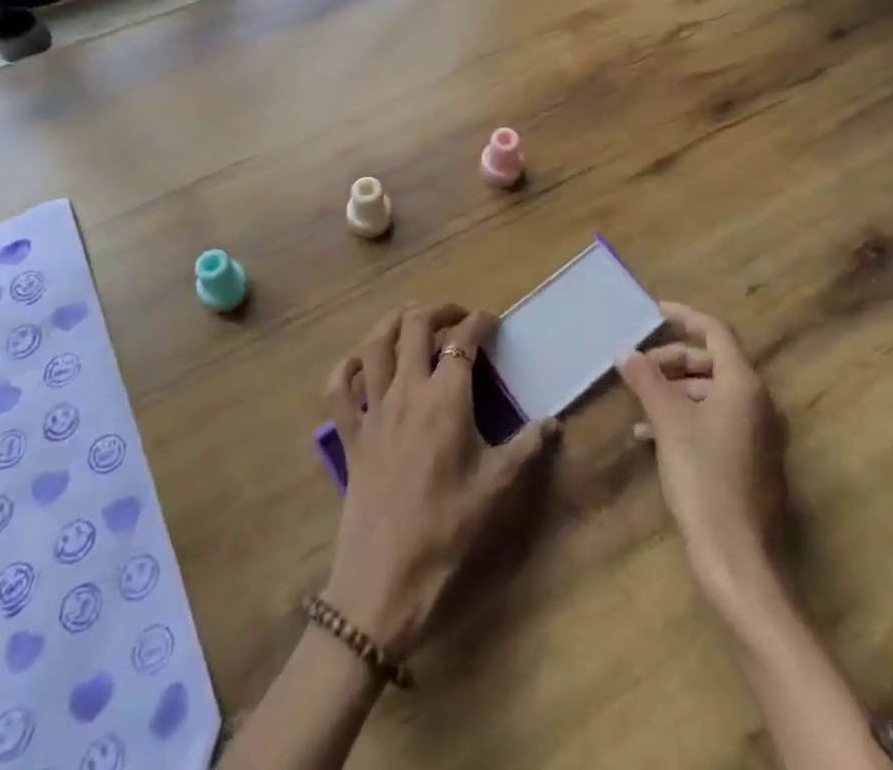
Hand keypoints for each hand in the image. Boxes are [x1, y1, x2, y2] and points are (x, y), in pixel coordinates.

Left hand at [323, 304, 557, 656]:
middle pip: (414, 326)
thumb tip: (553, 423)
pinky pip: (339, 387)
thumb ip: (527, 449)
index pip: (463, 340)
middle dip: (437, 310)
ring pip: (374, 345)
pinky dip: (348, 366)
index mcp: (446, 398)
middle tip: (455, 315)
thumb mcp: (497, 489)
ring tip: (410, 318)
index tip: (492, 323)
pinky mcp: (349, 434)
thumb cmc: (447, 531)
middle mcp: (406, 391)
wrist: (384, 580)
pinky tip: (360, 363)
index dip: (479, 322)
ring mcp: (372, 410)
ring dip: (392, 322)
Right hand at [617, 301, 787, 608]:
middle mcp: (757, 403)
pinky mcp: (749, 461)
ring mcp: (756, 434)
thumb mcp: (669, 423)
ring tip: (639, 402)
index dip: (685, 317)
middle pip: (712, 362)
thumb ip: (647, 381)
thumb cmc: (704, 479)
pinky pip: (715, 421)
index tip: (654, 311)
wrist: (738, 559)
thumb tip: (624, 351)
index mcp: (744, 385)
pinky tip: (650, 436)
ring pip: (711, 393)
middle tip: (639, 366)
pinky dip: (685, 418)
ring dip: (674, 391)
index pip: (716, 332)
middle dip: (673, 359)